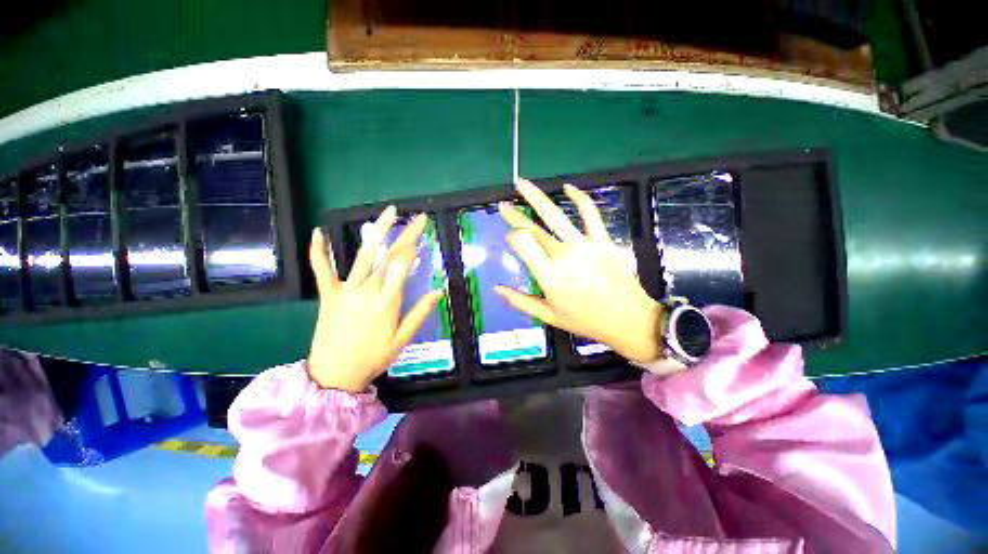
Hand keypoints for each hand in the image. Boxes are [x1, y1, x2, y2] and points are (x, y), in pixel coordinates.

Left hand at [307, 207, 442, 391]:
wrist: (334, 375)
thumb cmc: (373, 358)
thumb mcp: (402, 340)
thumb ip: (420, 313)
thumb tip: (439, 291)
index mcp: (387, 302)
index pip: (403, 266)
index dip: (414, 244)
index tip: (423, 228)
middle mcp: (367, 291)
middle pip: (388, 256)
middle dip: (404, 234)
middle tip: (415, 218)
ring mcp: (346, 290)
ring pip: (363, 255)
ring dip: (376, 232)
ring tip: (388, 213)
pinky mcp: (328, 294)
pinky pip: (322, 269)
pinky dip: (319, 251)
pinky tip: (318, 231)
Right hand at [495, 180, 664, 363]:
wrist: (628, 319)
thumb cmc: (585, 320)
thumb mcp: (548, 316)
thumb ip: (520, 301)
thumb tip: (497, 288)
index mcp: (549, 276)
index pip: (523, 244)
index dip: (512, 236)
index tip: (510, 237)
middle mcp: (564, 255)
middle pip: (534, 229)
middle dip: (515, 215)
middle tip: (503, 205)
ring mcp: (584, 245)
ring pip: (556, 215)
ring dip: (536, 197)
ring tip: (522, 184)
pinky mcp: (602, 240)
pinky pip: (589, 213)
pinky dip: (579, 197)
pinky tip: (567, 187)